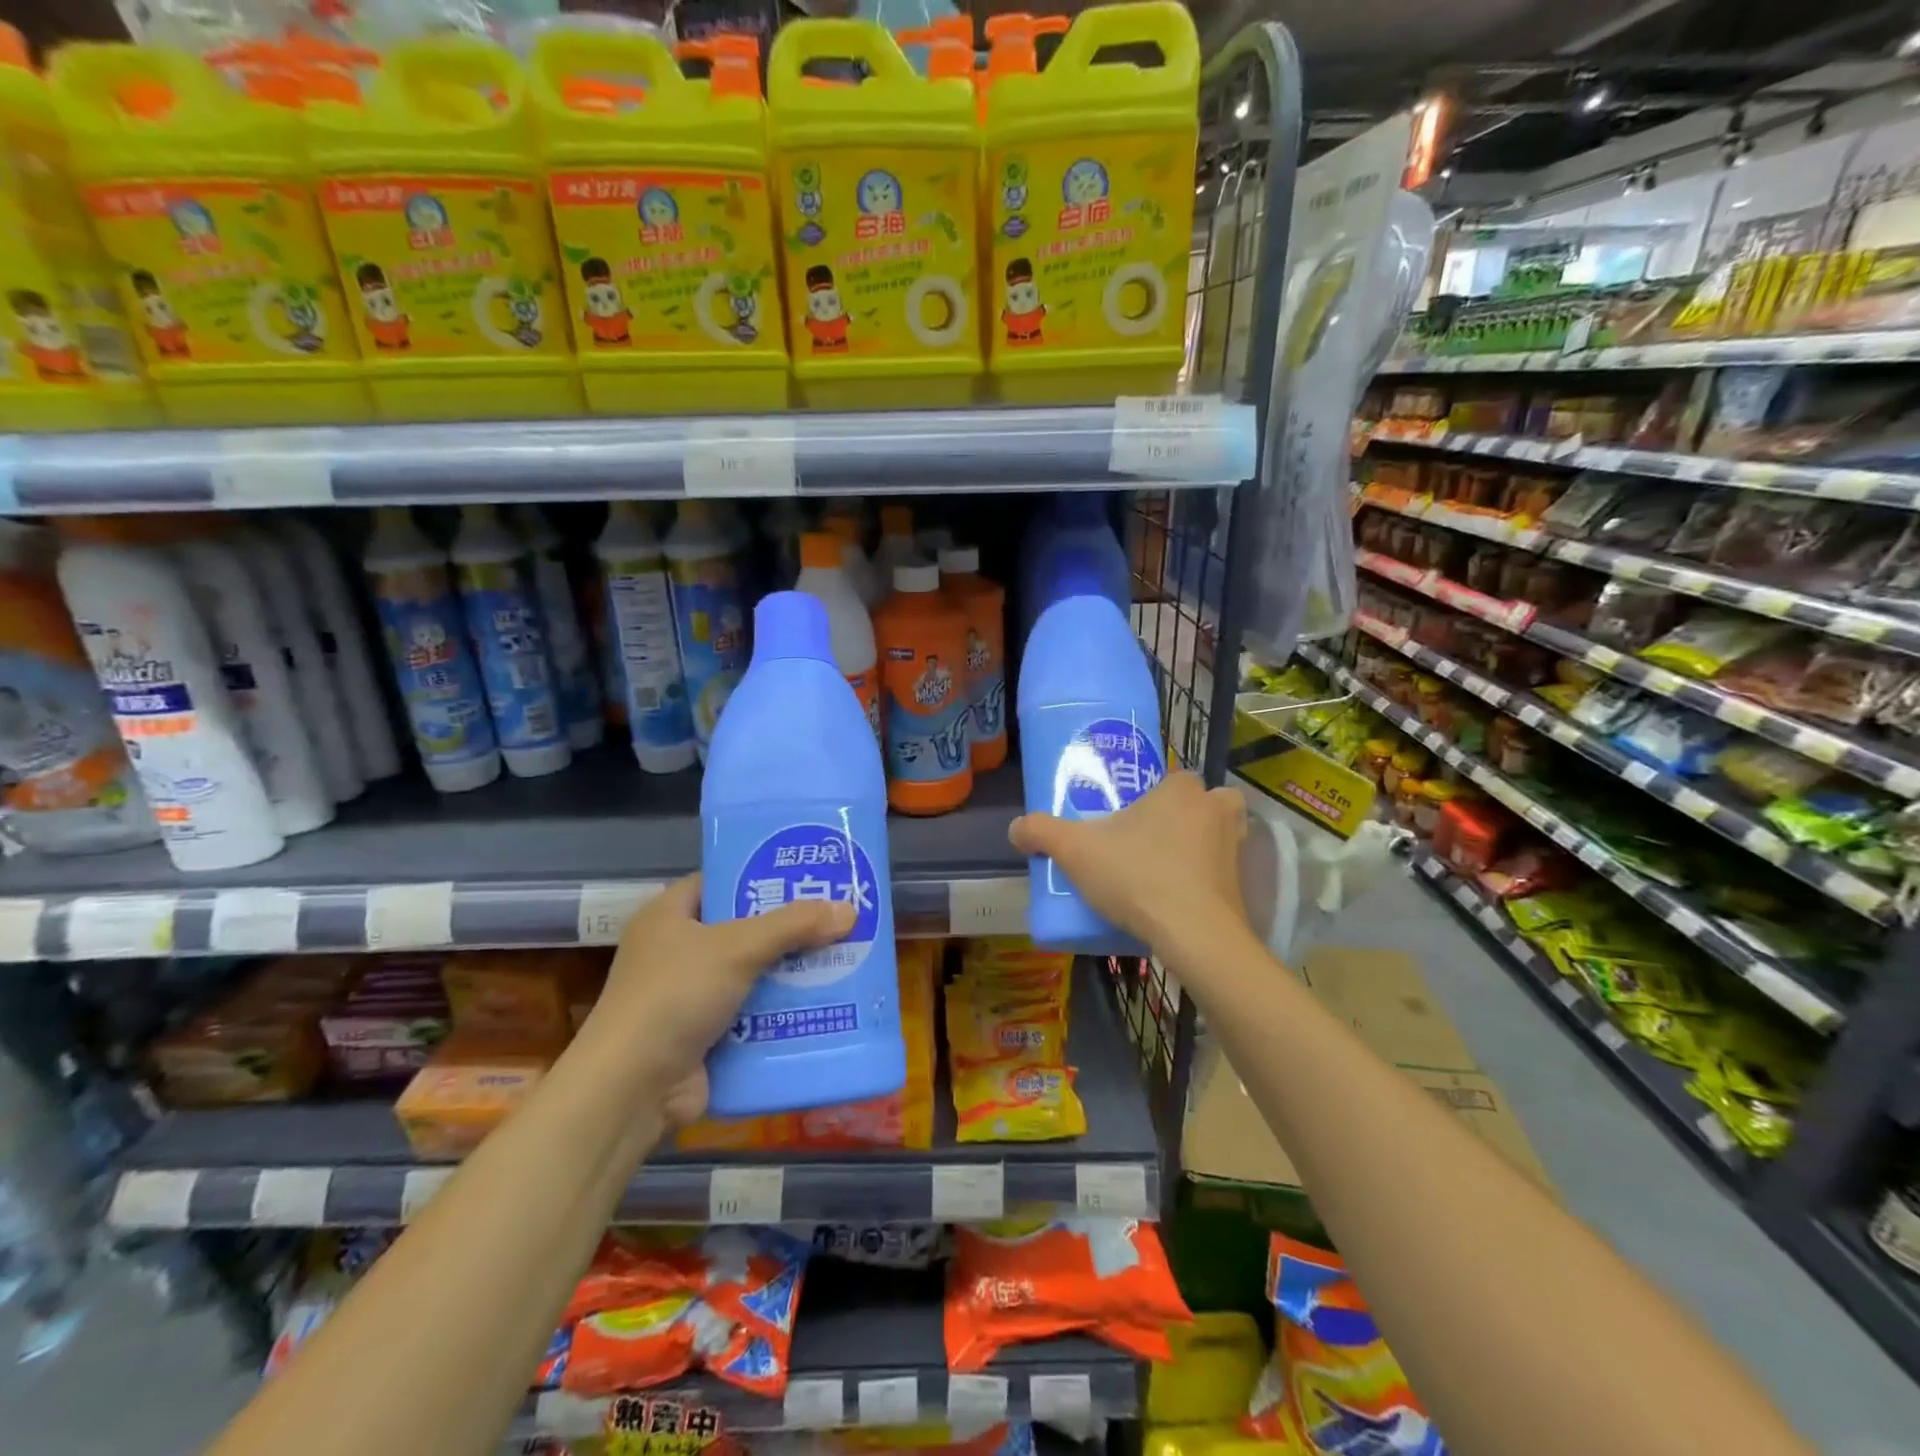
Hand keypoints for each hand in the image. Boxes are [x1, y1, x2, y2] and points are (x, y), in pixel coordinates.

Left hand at [589, 875, 853, 1124]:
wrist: (631, 1090)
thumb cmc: (674, 997)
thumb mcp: (737, 948)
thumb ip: (793, 925)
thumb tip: (850, 909)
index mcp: (669, 916)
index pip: (721, 882)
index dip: (762, 875)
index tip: (808, 875)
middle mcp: (676, 951)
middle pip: (744, 928)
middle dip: (789, 927)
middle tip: (839, 916)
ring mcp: (689, 996)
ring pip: (753, 973)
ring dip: (792, 972)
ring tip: (845, 957)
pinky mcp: (704, 1036)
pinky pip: (753, 1013)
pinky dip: (782, 1011)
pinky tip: (826, 1003)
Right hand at [1009, 769, 1247, 950]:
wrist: (1194, 935)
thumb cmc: (1137, 876)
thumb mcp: (1075, 851)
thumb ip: (1042, 832)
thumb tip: (1015, 828)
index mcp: (1181, 789)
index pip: (1171, 776)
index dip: (1151, 794)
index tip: (1129, 816)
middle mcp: (1217, 810)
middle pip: (1200, 802)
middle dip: (1180, 817)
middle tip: (1145, 840)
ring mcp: (1236, 847)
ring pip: (1216, 835)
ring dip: (1197, 846)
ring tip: (1163, 868)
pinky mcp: (1242, 885)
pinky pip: (1220, 872)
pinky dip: (1205, 880)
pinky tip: (1177, 899)